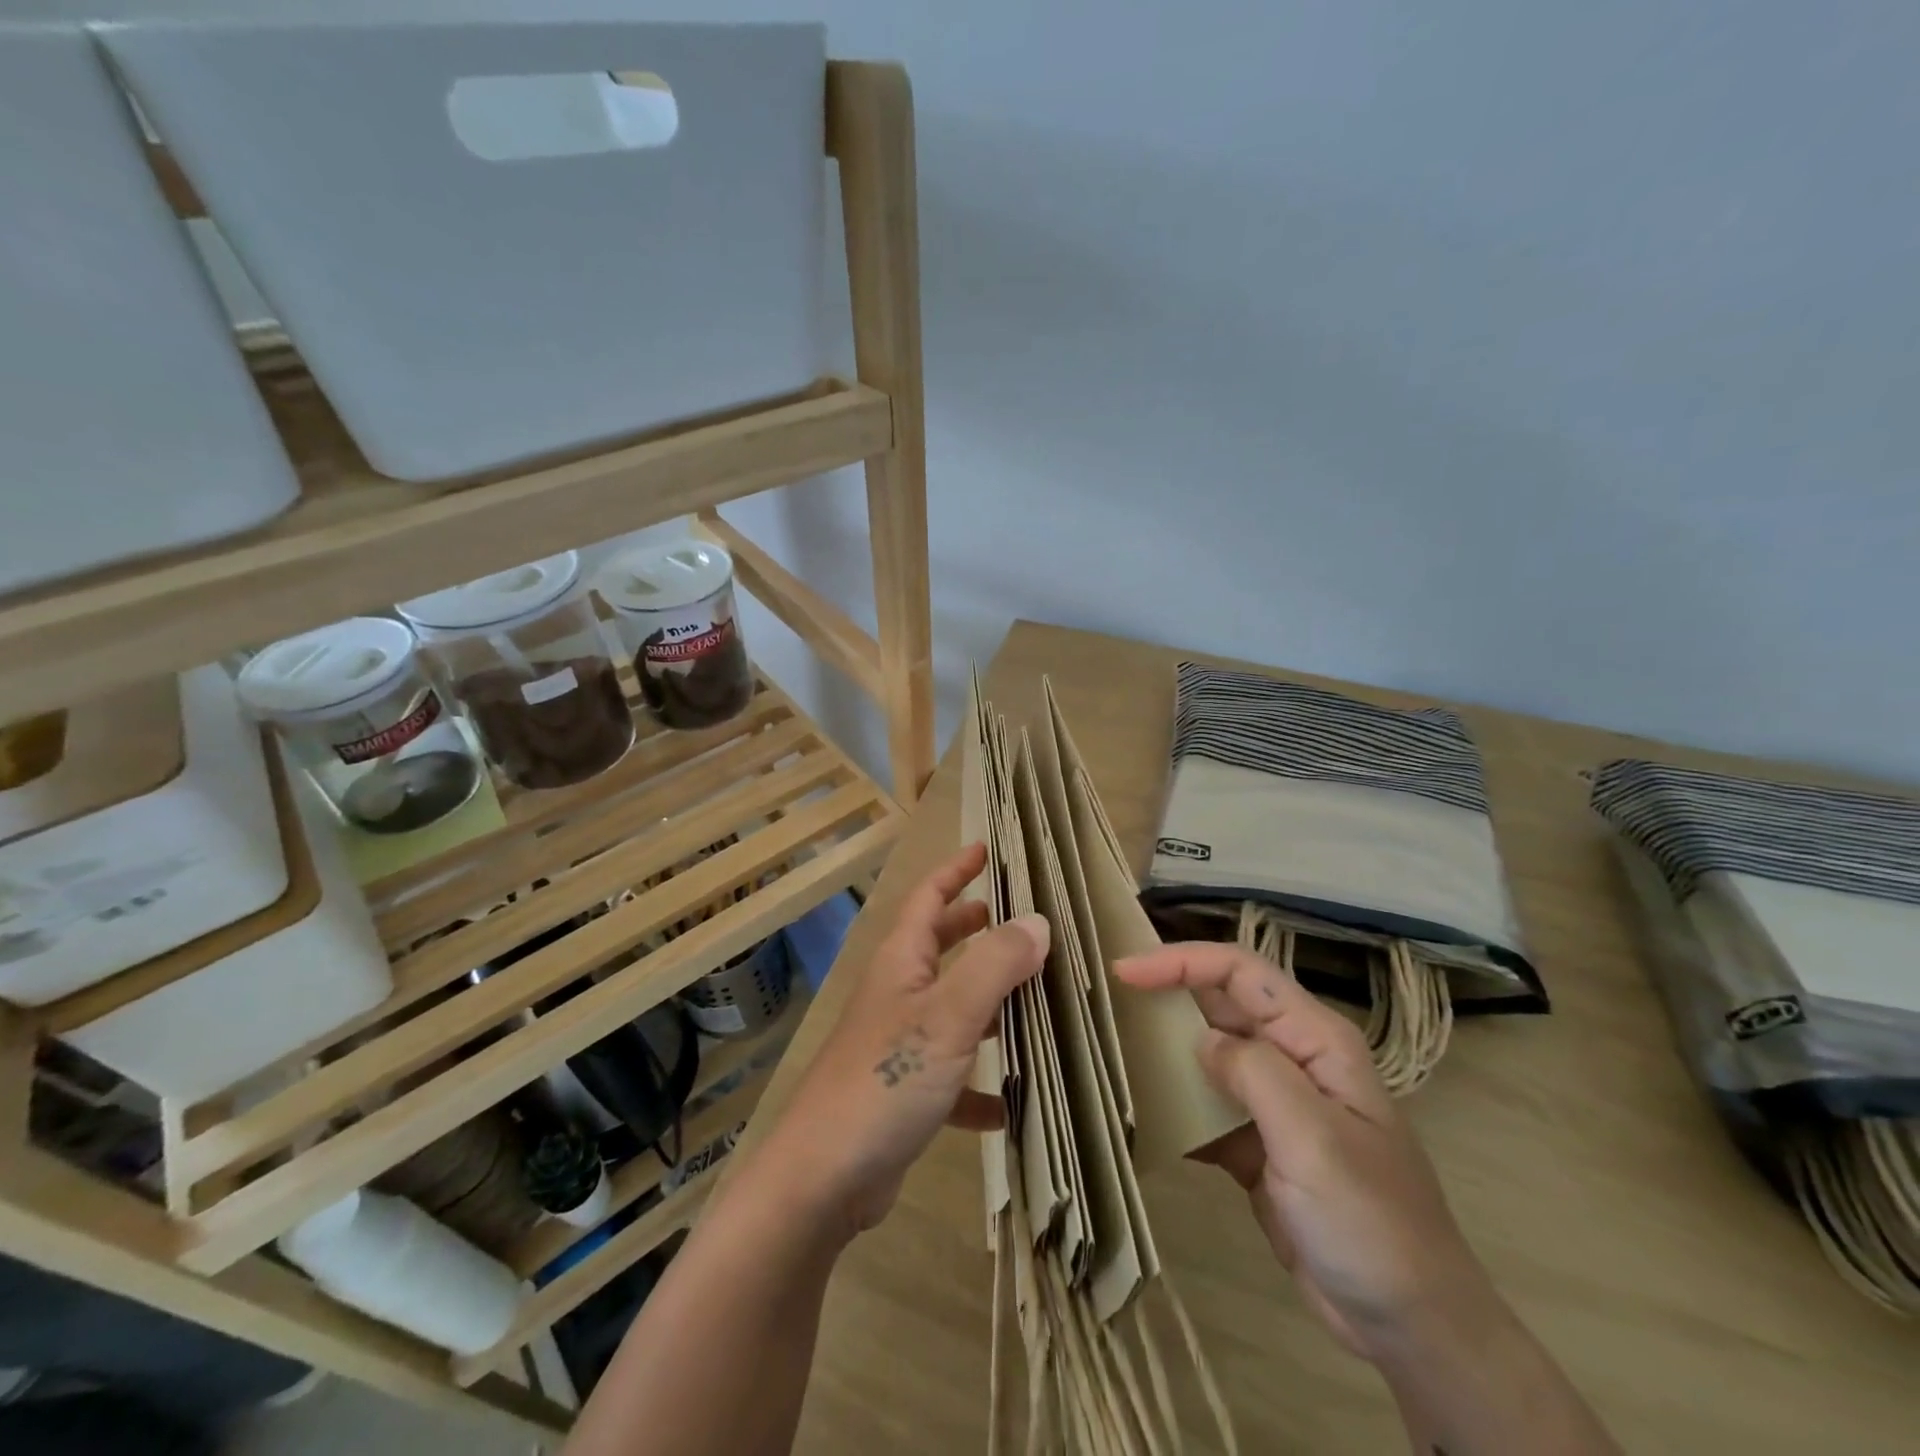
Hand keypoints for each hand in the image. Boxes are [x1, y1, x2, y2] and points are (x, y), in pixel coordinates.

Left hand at [768, 843, 1046, 1238]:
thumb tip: (1037, 922)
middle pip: (940, 946)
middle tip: (1020, 921)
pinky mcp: (905, 1095)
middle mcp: (898, 995)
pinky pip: (954, 1077)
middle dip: (976, 928)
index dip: (956, 870)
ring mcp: (899, 1045)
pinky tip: (1012, 1104)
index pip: (928, 897)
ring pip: (953, 1009)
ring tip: (1037, 1001)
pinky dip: (981, 1084)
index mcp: (902, 962)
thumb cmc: (885, 1080)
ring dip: (989, 1003)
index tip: (987, 850)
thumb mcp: (949, 1016)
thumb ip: (995, 965)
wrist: (823, 1179)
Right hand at [1115, 942, 1494, 1362]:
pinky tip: (1140, 1111)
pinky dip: (1173, 1103)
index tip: (1125, 972)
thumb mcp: (1314, 1140)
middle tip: (1107, 997)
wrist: (1411, 1326)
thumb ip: (1253, 1073)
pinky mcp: (1257, 1144)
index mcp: (1315, 1039)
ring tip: (1111, 1043)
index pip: (1239, 971)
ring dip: (1164, 1047)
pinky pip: (1205, 1105)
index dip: (1181, 961)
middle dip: (1166, 992)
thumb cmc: (1372, 1223)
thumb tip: (1200, 1040)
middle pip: (1219, 1003)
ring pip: (1207, 1052)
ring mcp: (1274, 1103)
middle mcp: (1292, 1058)